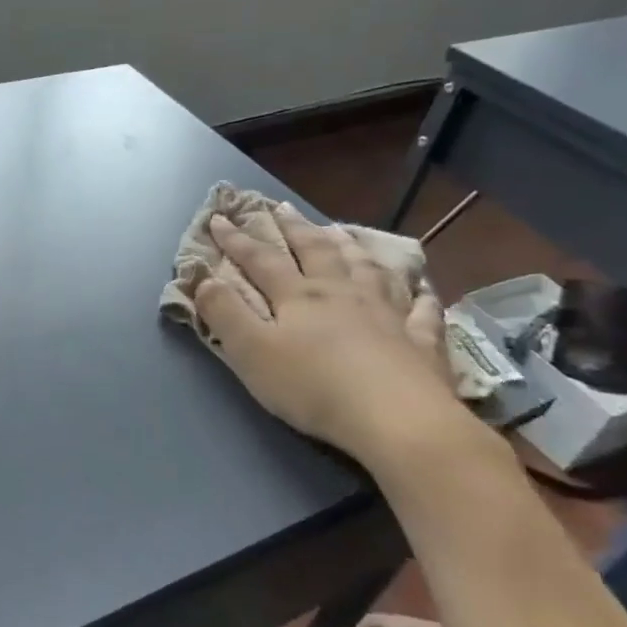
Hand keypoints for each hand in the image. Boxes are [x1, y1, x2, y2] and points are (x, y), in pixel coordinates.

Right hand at [196, 209, 461, 463]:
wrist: (397, 419)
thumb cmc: (313, 386)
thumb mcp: (251, 352)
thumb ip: (225, 313)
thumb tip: (204, 278)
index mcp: (298, 296)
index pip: (261, 259)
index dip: (237, 238)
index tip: (219, 218)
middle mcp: (342, 293)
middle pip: (316, 251)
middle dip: (295, 228)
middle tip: (282, 207)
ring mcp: (388, 313)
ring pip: (367, 268)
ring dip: (350, 247)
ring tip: (341, 231)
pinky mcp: (422, 341)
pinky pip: (422, 310)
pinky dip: (419, 295)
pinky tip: (422, 288)